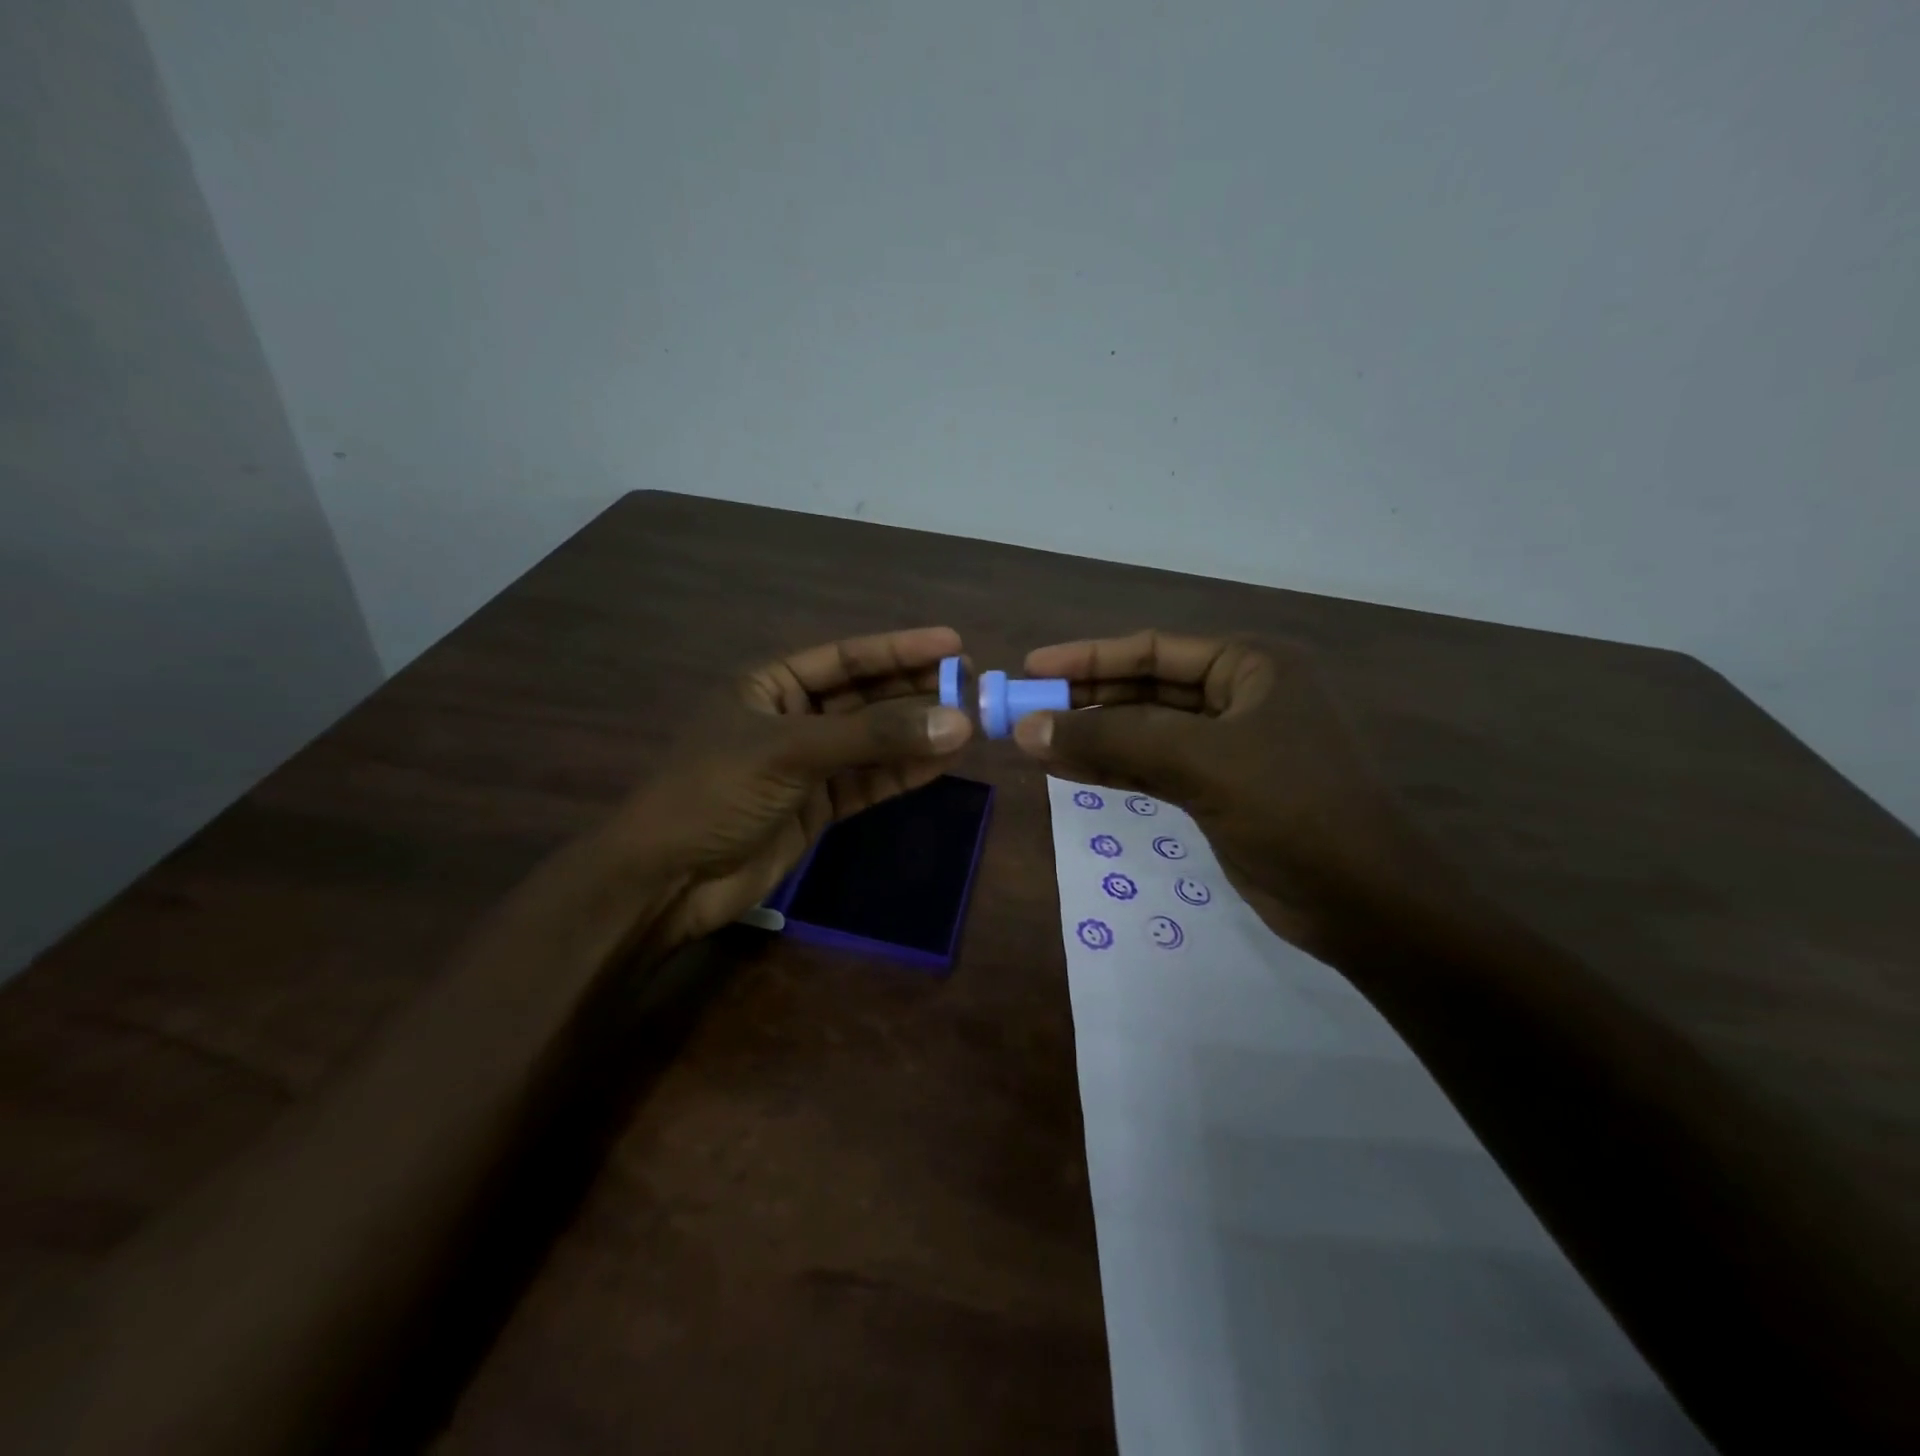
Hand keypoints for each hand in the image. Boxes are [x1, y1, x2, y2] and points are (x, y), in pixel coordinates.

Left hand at [611, 627, 972, 951]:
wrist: (668, 880)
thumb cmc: (715, 792)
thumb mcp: (791, 752)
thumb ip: (873, 737)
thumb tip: (957, 721)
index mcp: (771, 685)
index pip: (847, 658)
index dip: (900, 649)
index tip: (954, 644)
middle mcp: (793, 717)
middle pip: (866, 697)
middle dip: (916, 692)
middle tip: (973, 686)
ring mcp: (808, 764)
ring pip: (874, 741)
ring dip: (918, 733)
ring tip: (971, 723)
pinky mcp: (819, 806)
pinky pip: (870, 781)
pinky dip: (904, 772)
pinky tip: (943, 761)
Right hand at [1012, 630, 1447, 954]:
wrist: (1365, 904)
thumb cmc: (1295, 810)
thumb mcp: (1200, 763)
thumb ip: (1112, 742)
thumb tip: (1027, 730)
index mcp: (1251, 666)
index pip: (1153, 649)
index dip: (1088, 657)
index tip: (1031, 669)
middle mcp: (1241, 696)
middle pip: (1145, 689)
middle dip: (1085, 700)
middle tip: (1023, 711)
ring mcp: (1231, 746)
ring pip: (1145, 732)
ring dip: (1092, 737)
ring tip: (1032, 741)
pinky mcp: (1220, 790)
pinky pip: (1154, 768)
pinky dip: (1112, 770)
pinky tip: (1067, 771)